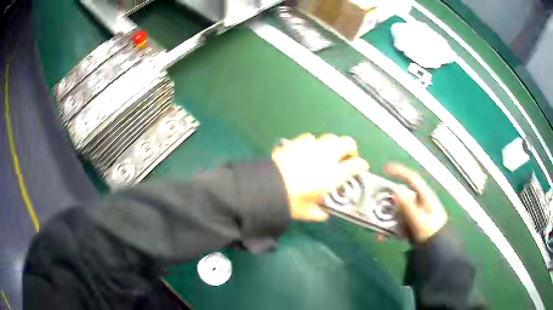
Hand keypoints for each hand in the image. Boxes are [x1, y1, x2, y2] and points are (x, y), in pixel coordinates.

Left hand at [272, 133, 368, 221]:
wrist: (267, 187)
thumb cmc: (290, 201)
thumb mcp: (306, 212)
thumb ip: (318, 213)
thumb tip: (323, 215)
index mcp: (333, 174)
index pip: (357, 164)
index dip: (362, 165)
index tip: (361, 167)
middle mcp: (327, 157)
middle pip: (348, 142)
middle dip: (351, 149)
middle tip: (346, 157)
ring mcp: (312, 147)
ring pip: (330, 137)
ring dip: (332, 144)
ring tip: (327, 153)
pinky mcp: (297, 142)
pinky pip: (311, 138)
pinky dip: (313, 143)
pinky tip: (308, 150)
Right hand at [385, 164, 446, 242]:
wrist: (436, 249)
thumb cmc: (430, 233)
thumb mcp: (418, 220)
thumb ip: (407, 206)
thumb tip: (395, 191)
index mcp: (425, 196)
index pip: (411, 178)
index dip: (399, 171)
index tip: (384, 170)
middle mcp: (420, 202)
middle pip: (401, 195)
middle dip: (388, 200)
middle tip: (376, 205)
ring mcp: (416, 212)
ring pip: (398, 209)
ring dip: (387, 217)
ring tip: (378, 227)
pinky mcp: (412, 223)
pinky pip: (398, 221)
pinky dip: (390, 227)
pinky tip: (383, 236)